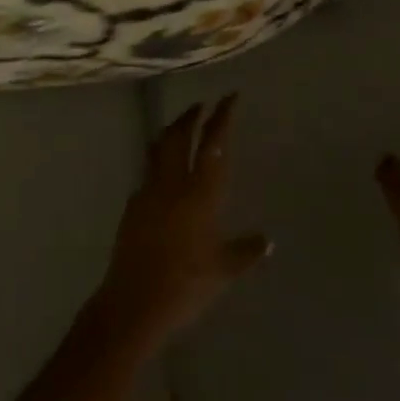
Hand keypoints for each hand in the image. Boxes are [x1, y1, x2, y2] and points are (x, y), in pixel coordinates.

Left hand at [96, 96, 271, 347]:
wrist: (134, 303)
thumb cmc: (186, 284)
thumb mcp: (224, 270)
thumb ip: (247, 251)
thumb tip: (267, 241)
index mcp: (201, 193)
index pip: (213, 144)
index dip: (222, 117)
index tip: (229, 97)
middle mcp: (173, 183)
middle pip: (180, 136)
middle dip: (192, 116)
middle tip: (202, 105)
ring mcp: (148, 192)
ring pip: (159, 148)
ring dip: (171, 131)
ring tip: (180, 125)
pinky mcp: (132, 206)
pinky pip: (147, 172)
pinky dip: (157, 160)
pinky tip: (163, 172)